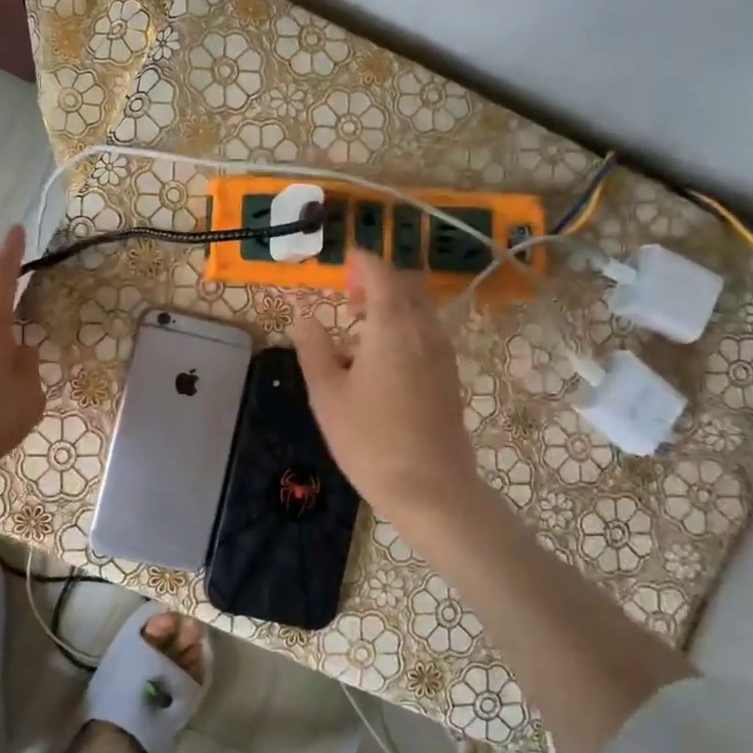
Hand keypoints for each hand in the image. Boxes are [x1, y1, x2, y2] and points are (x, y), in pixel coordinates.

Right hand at [290, 250, 484, 538]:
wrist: (431, 489)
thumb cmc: (369, 440)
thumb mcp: (327, 393)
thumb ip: (313, 347)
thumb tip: (302, 315)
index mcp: (392, 326)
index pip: (381, 273)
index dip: (361, 263)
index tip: (341, 265)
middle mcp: (424, 330)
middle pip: (407, 285)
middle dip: (378, 280)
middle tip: (348, 297)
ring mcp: (443, 353)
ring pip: (421, 308)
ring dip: (393, 304)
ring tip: (360, 328)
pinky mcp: (450, 376)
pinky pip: (428, 332)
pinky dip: (406, 326)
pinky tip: (382, 358)